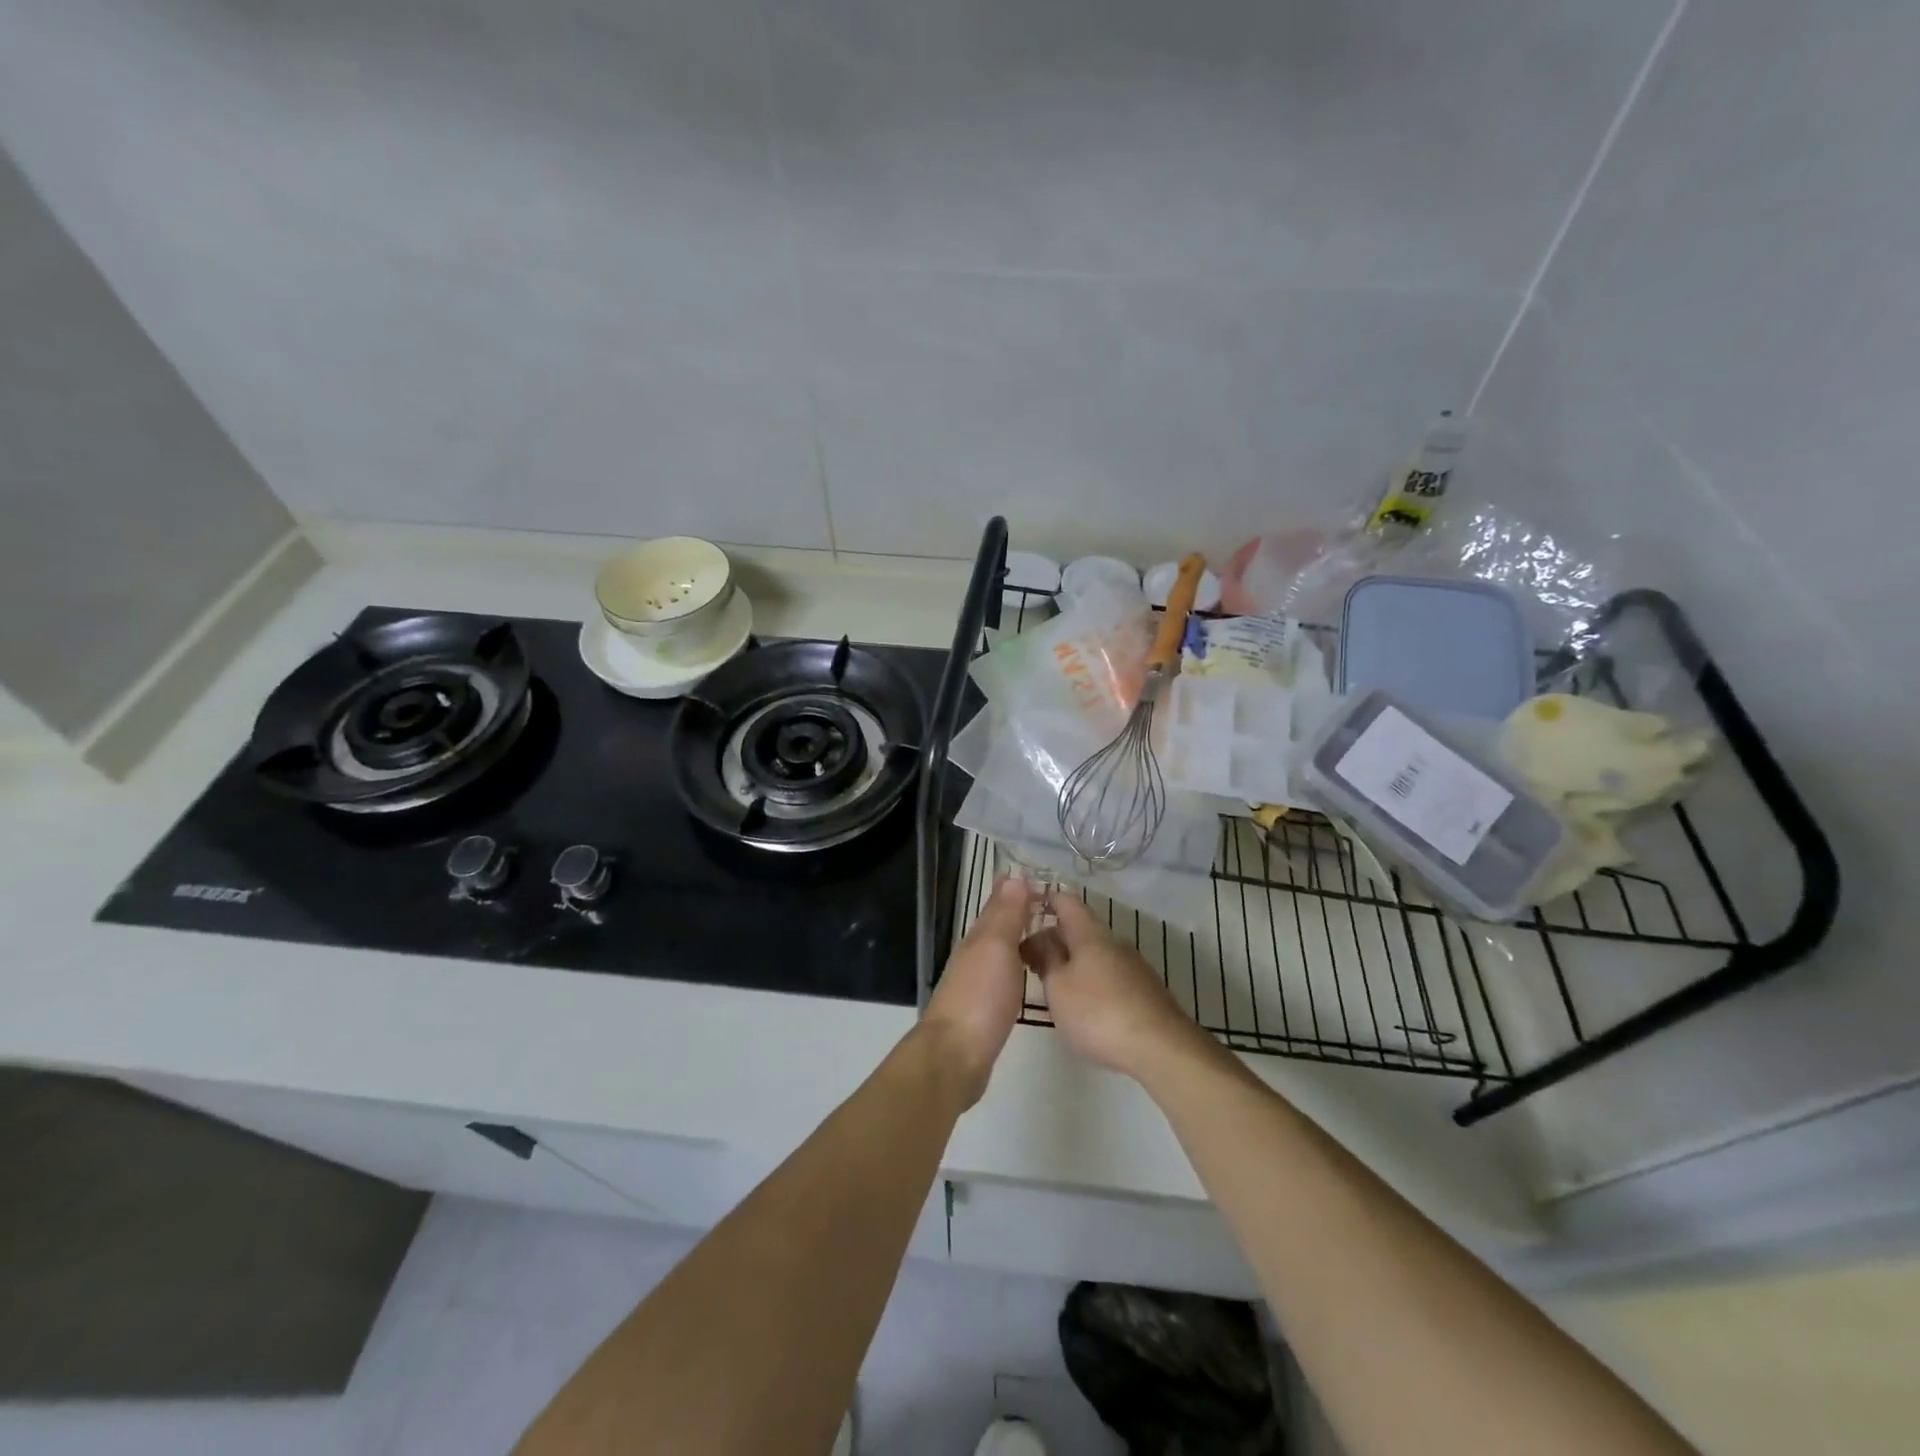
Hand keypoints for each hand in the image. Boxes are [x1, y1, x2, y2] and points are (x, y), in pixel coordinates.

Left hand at [919, 875, 1034, 1107]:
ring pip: (999, 951)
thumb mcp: (996, 948)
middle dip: (1019, 912)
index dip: (1017, 890)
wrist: (954, 1057)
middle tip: (1051, 904)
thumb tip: (1013, 876)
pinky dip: (1015, 967)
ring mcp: (975, 984)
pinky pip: (1002, 977)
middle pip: (997, 926)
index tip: (1044, 880)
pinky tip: (1026, 975)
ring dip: (1018, 938)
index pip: (998, 904)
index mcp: (977, 938)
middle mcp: (974, 956)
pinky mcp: (982, 1011)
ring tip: (1045, 934)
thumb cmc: (979, 997)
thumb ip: (1005, 915)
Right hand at [1022, 892, 1207, 1079]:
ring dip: (1071, 960)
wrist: (1162, 1048)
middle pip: (1079, 927)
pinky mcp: (1144, 989)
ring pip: (1094, 952)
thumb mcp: (1058, 987)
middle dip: (1053, 938)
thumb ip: (1046, 958)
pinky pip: (1109, 972)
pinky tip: (1083, 1003)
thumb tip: (1038, 937)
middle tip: (1027, 959)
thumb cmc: (1098, 1013)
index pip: (1065, 900)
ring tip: (1050, 983)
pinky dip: (1090, 977)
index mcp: (1089, 933)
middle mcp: (1113, 941)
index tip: (1021, 912)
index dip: (1044, 900)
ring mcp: (1133, 965)